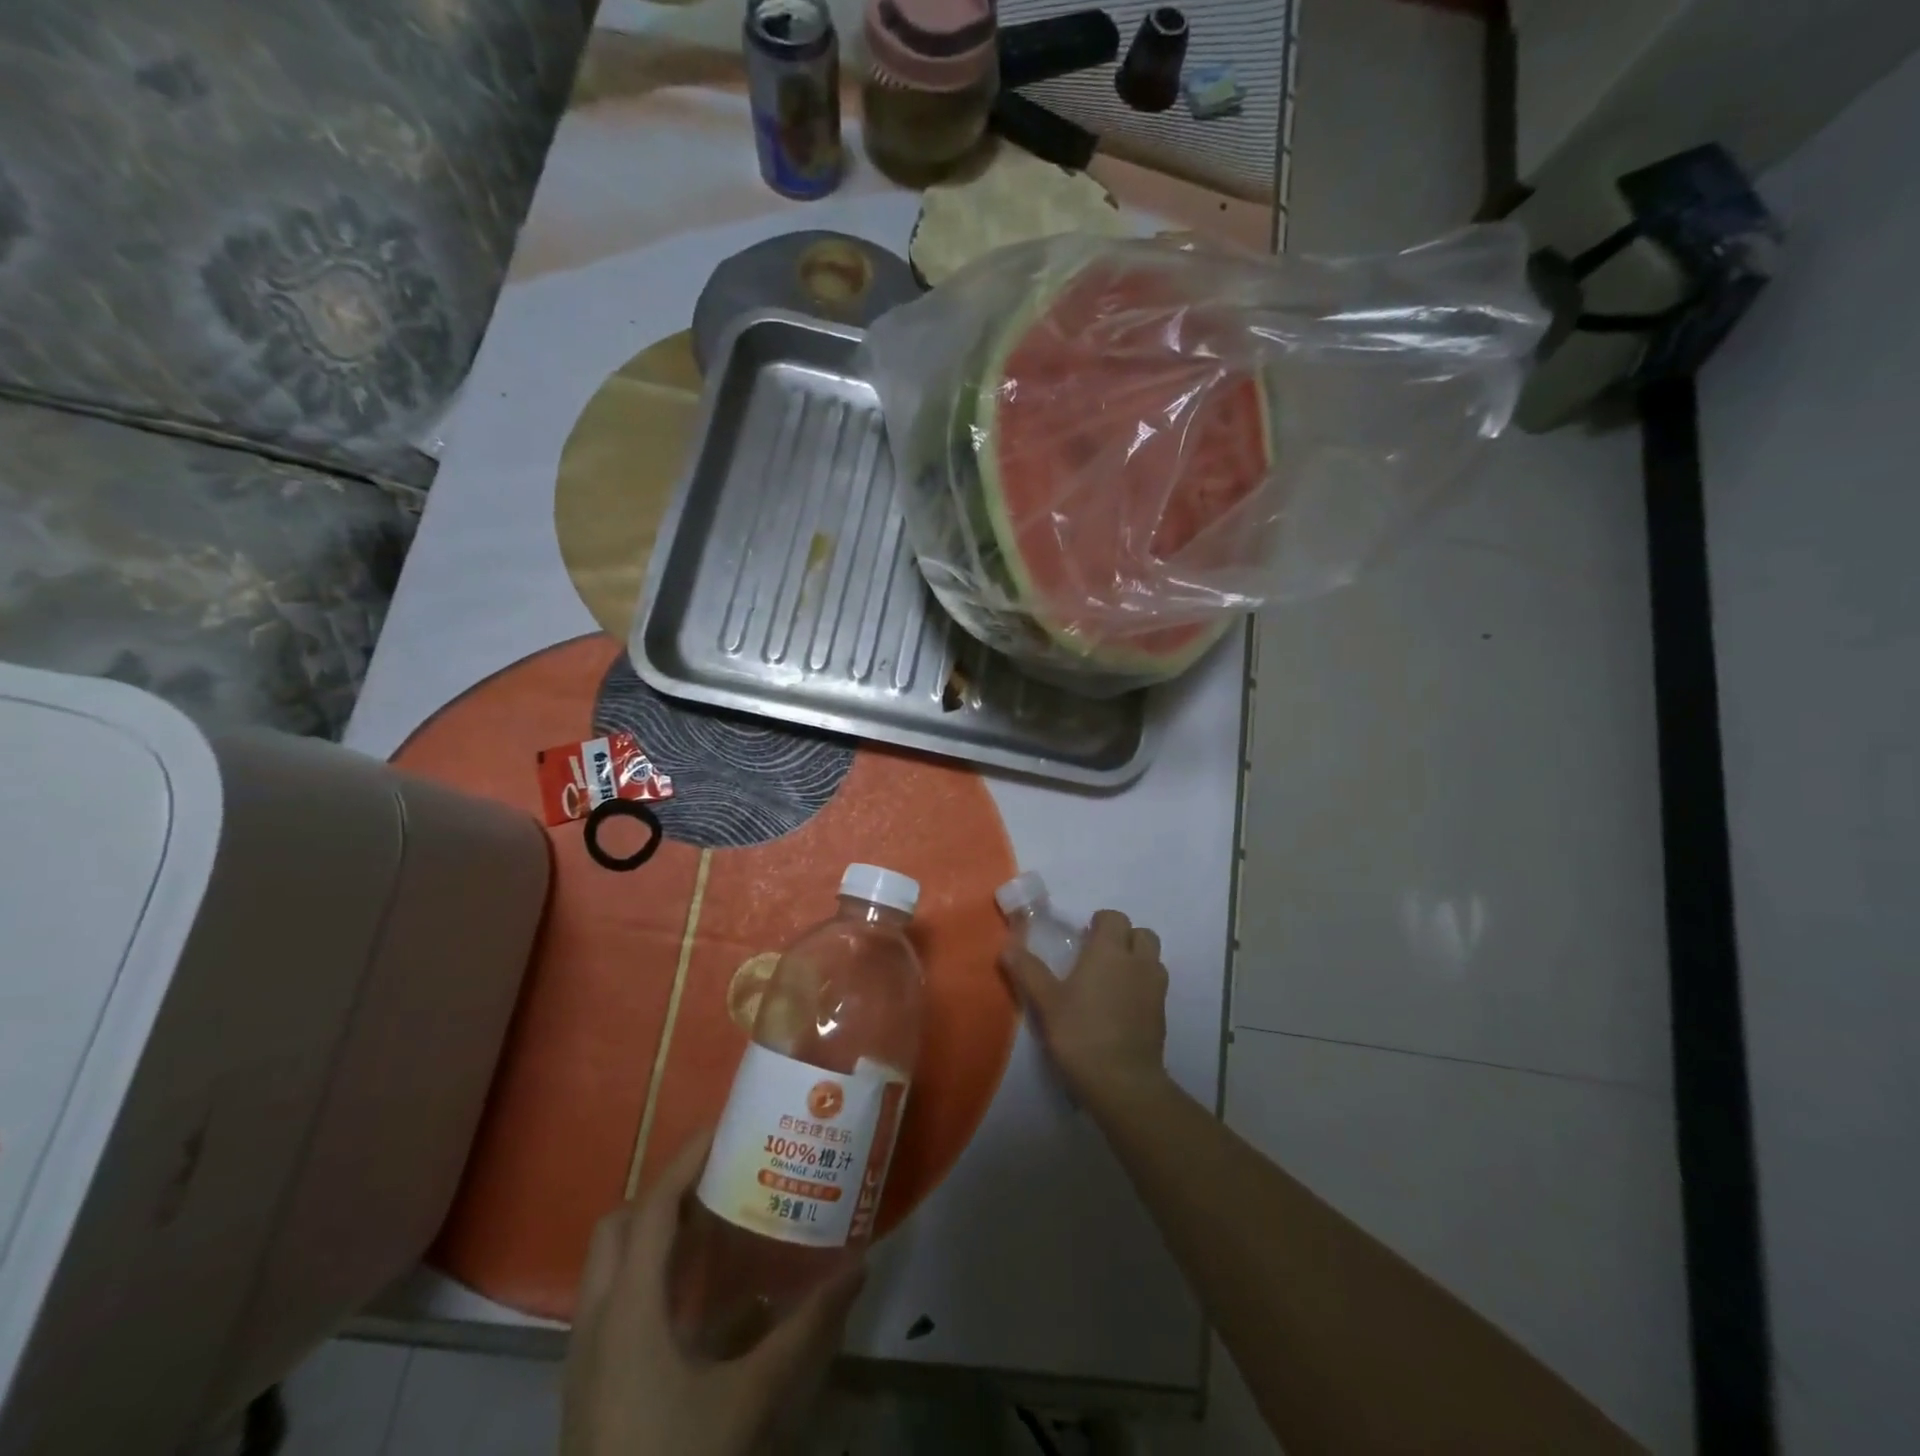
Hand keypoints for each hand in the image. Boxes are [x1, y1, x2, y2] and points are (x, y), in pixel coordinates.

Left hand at [562, 1132, 862, 1455]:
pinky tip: (695, 1305)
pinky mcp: (587, 1387)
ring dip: (653, 1235)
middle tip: (719, 1181)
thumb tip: (858, 1265)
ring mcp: (584, 1358)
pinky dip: (648, 1278)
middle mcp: (596, 1320)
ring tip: (711, 1229)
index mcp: (628, 1309)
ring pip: (609, 1265)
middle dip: (665, 1193)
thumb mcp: (750, 1400)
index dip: (687, 1161)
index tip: (726, 1127)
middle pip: (619, 1226)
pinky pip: (611, 1303)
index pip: (652, 1207)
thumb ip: (805, 1331)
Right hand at [1001, 909, 1169, 1114]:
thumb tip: (1007, 946)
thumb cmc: (1080, 1034)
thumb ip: (1028, 970)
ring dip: (1137, 960)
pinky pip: (1156, 986)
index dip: (1099, 923)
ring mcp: (1155, 988)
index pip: (1114, 917)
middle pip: (1141, 933)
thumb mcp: (1046, 1002)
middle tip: (1099, 957)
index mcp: (1109, 951)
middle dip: (1123, 937)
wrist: (1122, 1082)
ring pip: (1153, 958)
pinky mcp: (1163, 1014)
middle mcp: (1138, 962)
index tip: (1082, 939)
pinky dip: (1142, 986)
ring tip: (1112, 980)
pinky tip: (1122, 1007)